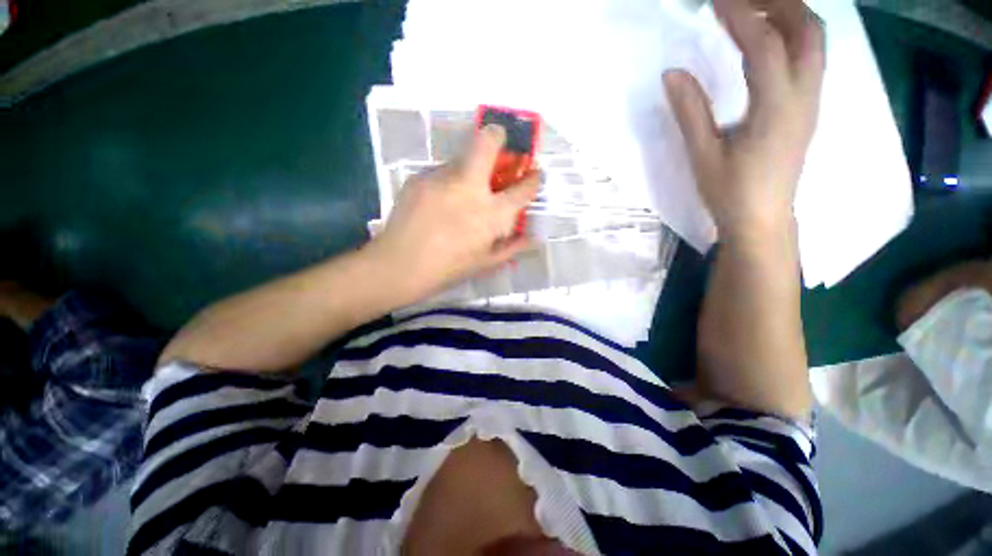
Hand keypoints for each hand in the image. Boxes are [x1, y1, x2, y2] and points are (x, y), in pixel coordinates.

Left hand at [368, 125, 539, 298]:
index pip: (523, 187)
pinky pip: (441, 172)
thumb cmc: (448, 268)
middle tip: (500, 144)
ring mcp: (441, 177)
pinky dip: (448, 182)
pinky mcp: (419, 177)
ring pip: (462, 157)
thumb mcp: (486, 262)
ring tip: (462, 193)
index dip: (533, 179)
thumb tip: (533, 237)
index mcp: (491, 213)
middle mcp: (469, 187)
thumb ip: (513, 247)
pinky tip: (439, 204)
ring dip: (471, 167)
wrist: (399, 266)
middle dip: (499, 136)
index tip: (533, 175)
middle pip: (487, 142)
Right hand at [664, 0, 824, 244]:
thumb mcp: (703, 155)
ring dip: (788, 13)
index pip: (764, 44)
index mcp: (776, 108)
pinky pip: (811, 56)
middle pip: (806, 28)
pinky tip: (769, 38)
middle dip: (776, 2)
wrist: (763, 220)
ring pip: (814, 39)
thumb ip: (690, 112)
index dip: (739, 14)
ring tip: (753, 9)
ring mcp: (812, 100)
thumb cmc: (730, 193)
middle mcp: (804, 95)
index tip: (715, 0)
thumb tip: (672, 73)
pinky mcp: (809, 107)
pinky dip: (793, 33)